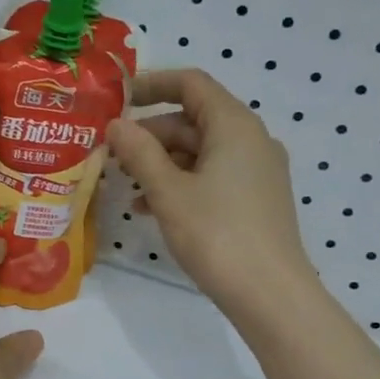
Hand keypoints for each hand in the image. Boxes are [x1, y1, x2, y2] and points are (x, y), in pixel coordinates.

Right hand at [106, 68, 318, 326]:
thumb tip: (116, 125)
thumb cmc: (217, 234)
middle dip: (148, 134)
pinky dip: (179, 183)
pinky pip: (211, 176)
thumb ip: (139, 153)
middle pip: (192, 119)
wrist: (270, 294)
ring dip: (159, 162)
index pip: (191, 84)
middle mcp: (250, 139)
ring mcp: (256, 171)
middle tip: (110, 154)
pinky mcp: (255, 199)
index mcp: (234, 125)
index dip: (151, 86)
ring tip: (123, 184)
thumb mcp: (168, 192)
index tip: (116, 100)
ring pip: (199, 151)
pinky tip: (149, 208)